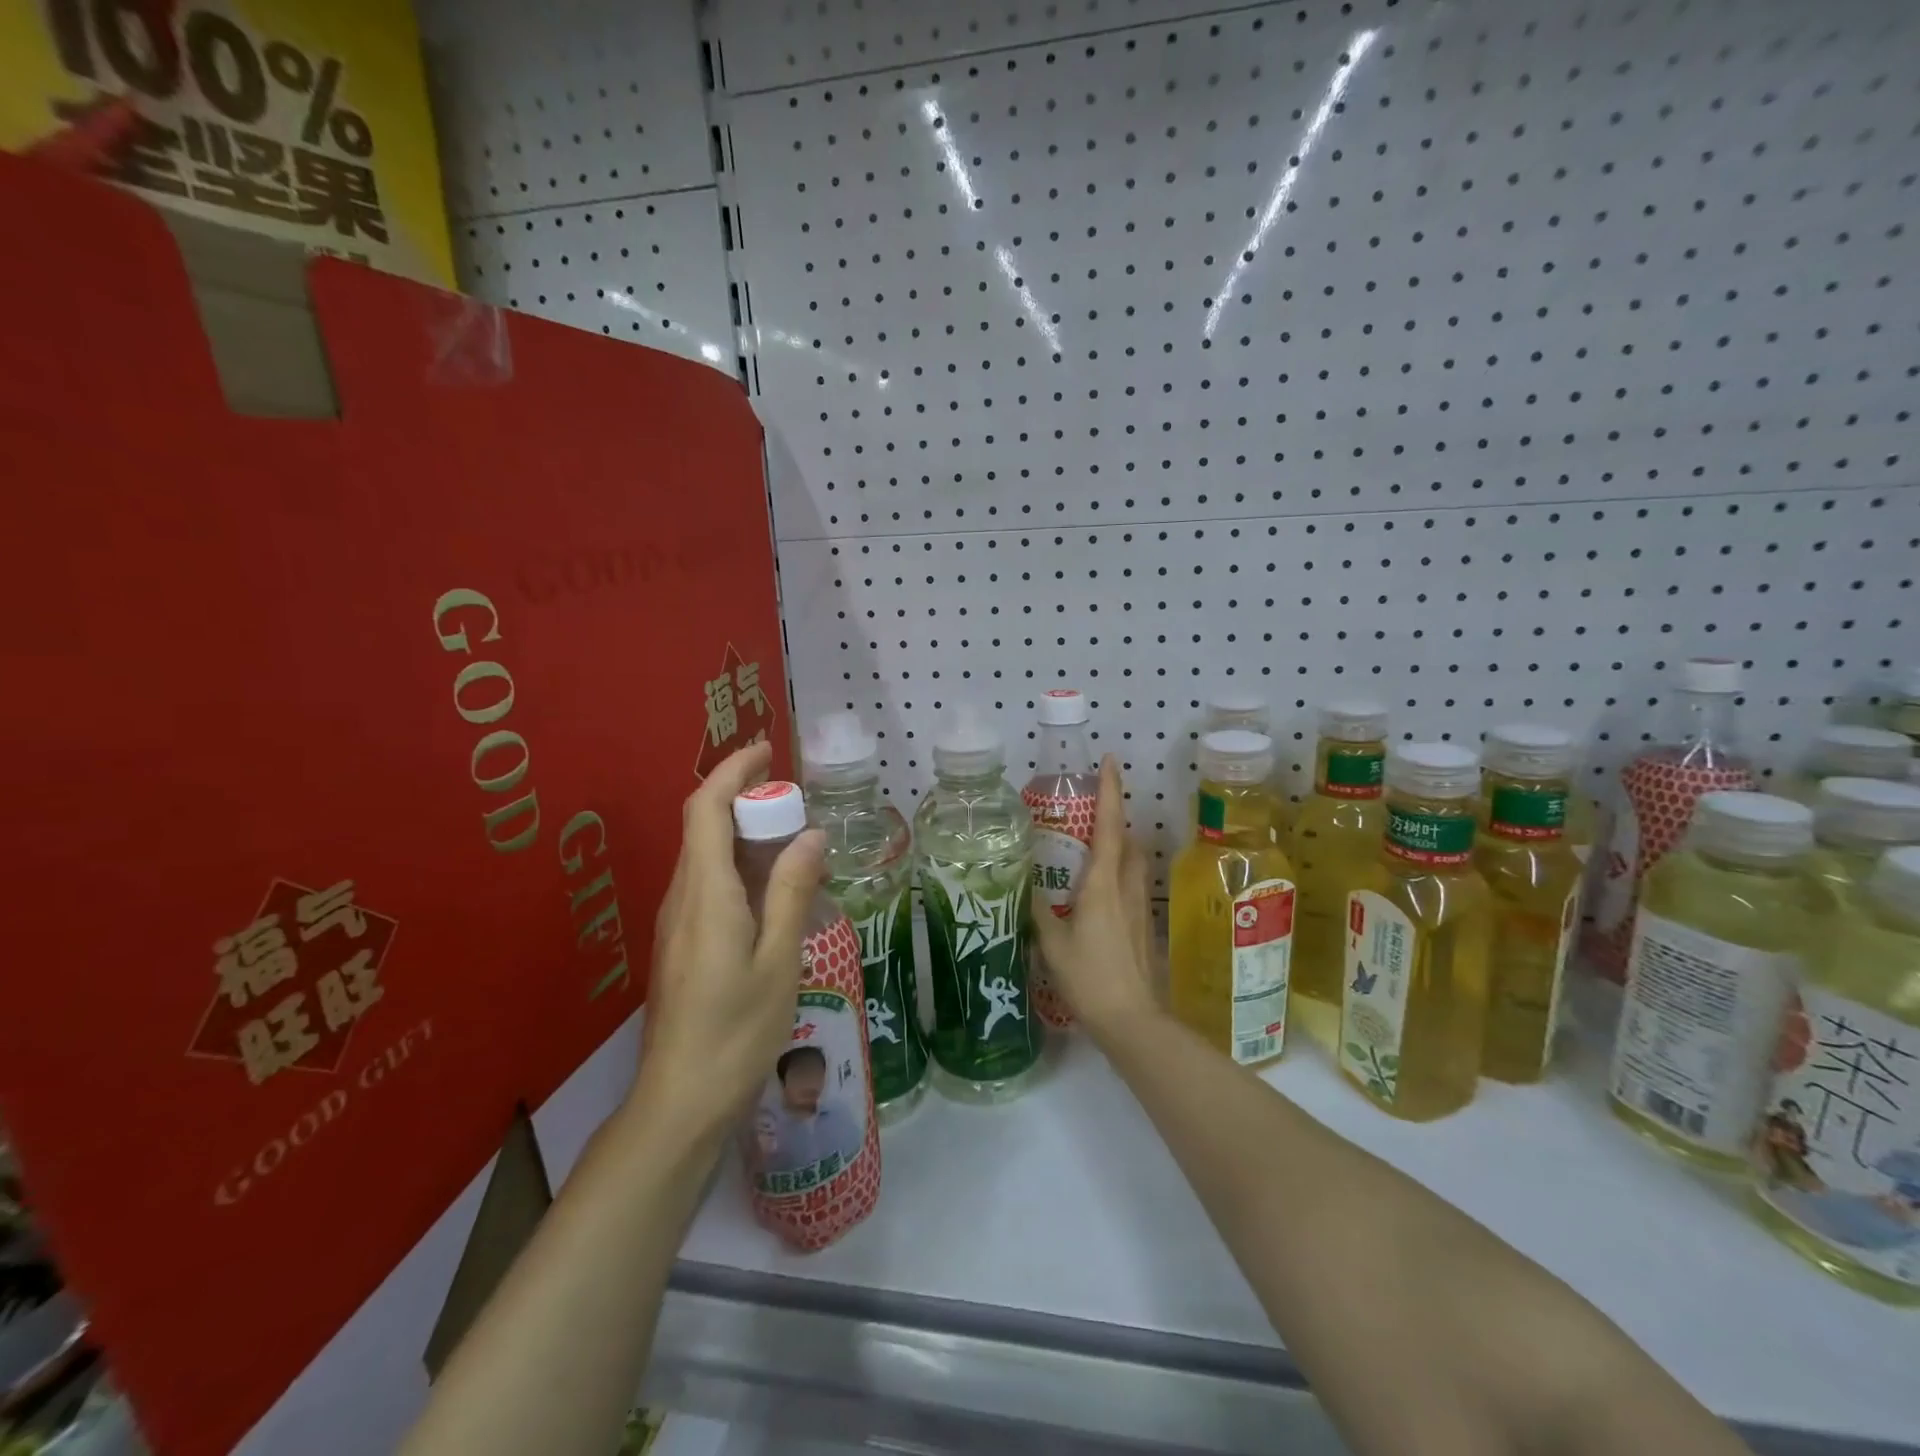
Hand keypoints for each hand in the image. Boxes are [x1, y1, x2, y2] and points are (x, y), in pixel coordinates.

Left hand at [636, 742, 825, 1138]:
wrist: (681, 1101)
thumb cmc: (737, 1031)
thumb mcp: (779, 959)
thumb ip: (793, 891)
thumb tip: (811, 834)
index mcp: (706, 893)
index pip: (706, 809)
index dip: (732, 771)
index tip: (766, 750)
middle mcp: (683, 897)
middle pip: (705, 827)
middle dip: (747, 800)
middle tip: (798, 804)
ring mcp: (678, 922)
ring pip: (708, 857)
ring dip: (747, 835)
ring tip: (797, 843)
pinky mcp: (683, 943)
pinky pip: (711, 885)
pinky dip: (743, 868)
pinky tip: (778, 894)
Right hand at [1030, 755, 1159, 1038]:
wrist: (1132, 1020)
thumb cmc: (1089, 978)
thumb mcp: (1052, 944)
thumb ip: (1037, 910)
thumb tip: (1023, 884)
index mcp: (1102, 884)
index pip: (1109, 826)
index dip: (1110, 791)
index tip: (1110, 761)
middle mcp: (1126, 886)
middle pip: (1127, 838)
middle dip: (1113, 813)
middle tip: (1089, 804)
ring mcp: (1139, 905)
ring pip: (1134, 859)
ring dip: (1119, 841)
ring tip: (1091, 841)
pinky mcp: (1143, 923)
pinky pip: (1132, 881)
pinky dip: (1119, 868)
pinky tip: (1099, 886)